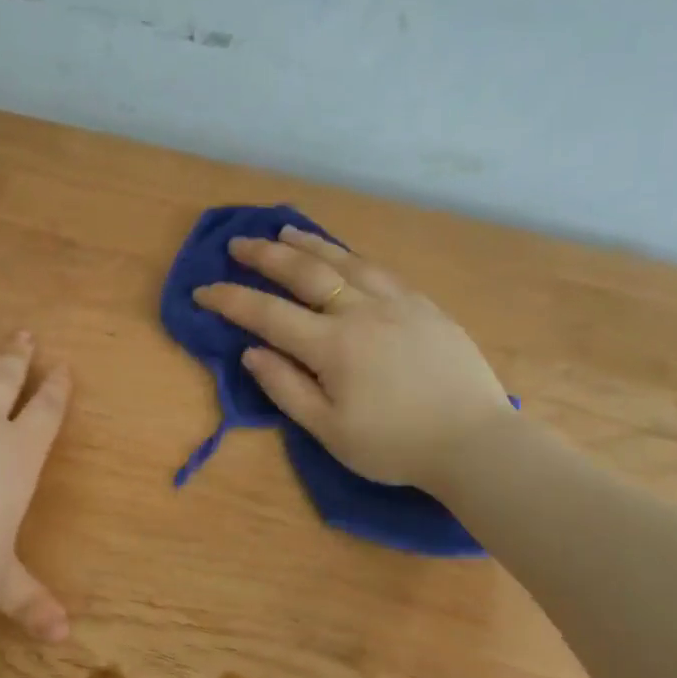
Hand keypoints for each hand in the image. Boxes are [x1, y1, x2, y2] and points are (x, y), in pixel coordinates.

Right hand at [192, 226, 512, 490]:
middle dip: (265, 256)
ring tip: (285, 232)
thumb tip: (252, 353)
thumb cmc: (393, 445)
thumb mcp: (328, 430)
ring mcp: (397, 303)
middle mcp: (361, 311)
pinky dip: (351, 255)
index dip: (230, 300)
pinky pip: (379, 269)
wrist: (474, 441)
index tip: (202, 290)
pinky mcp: (424, 306)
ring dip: (309, 245)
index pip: (268, 314)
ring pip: (345, 261)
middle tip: (238, 244)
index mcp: (332, 345)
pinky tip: (343, 255)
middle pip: (305, 272)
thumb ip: (286, 388)